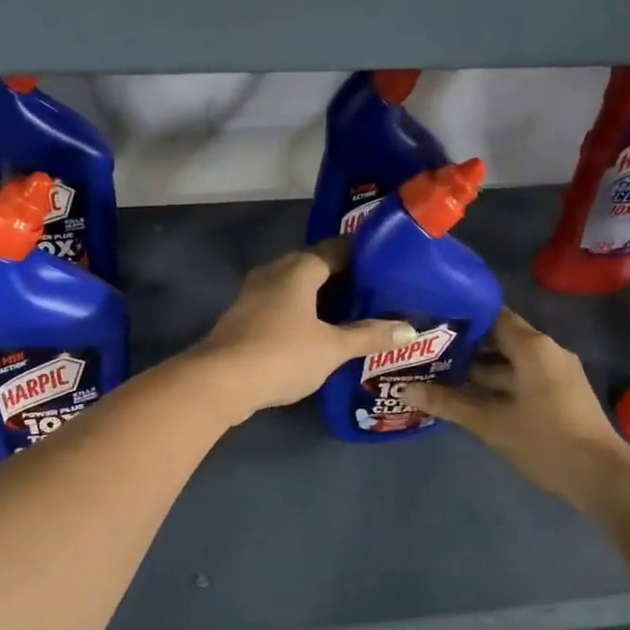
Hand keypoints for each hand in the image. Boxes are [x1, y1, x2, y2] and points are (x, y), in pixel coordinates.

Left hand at [187, 242, 417, 422]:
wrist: (219, 381)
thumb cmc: (281, 354)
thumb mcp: (332, 348)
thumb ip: (369, 336)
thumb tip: (410, 329)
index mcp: (298, 268)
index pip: (337, 248)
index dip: (363, 255)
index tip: (389, 265)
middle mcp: (274, 271)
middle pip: (315, 267)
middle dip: (344, 279)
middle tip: (376, 294)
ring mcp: (254, 294)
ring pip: (295, 287)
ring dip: (321, 299)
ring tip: (353, 315)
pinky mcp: (243, 317)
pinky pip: (281, 305)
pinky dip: (302, 313)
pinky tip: (317, 333)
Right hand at [399, 309, 629, 514]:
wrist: (603, 478)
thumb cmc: (546, 441)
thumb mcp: (491, 422)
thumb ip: (449, 403)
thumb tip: (405, 389)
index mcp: (533, 347)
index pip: (492, 315)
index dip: (461, 316)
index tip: (430, 319)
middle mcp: (545, 352)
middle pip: (498, 338)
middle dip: (463, 345)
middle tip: (425, 348)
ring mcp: (554, 374)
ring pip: (508, 362)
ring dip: (477, 368)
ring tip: (436, 371)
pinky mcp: (557, 394)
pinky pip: (519, 378)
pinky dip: (494, 383)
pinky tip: (465, 395)